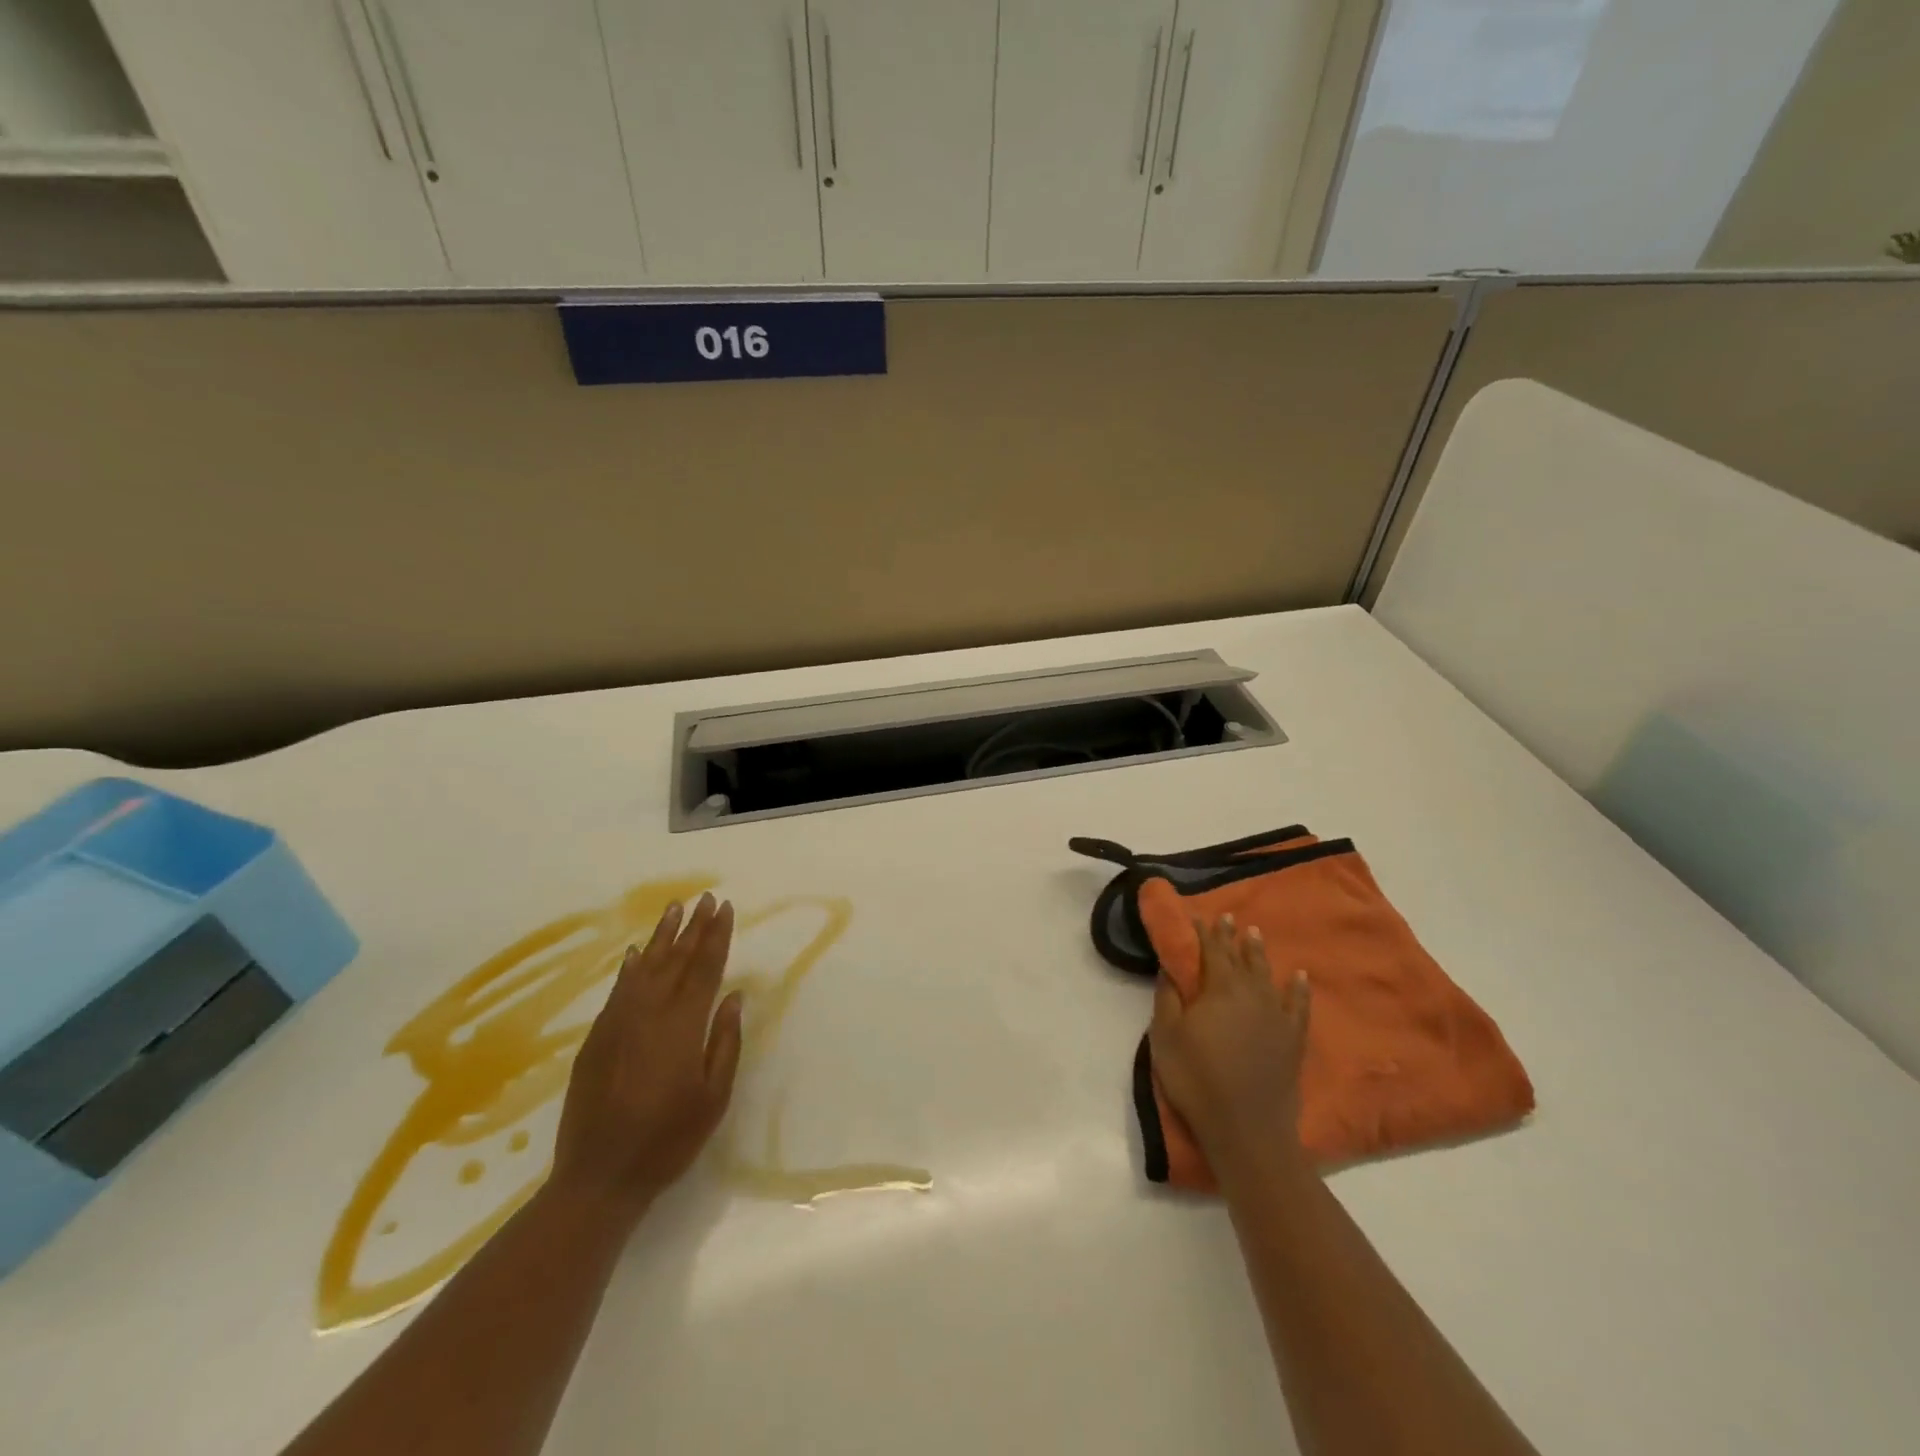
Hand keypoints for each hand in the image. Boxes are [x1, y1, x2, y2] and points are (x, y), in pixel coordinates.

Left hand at [550, 893, 744, 1224]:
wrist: (598, 1176)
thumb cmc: (668, 1140)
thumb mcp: (713, 1097)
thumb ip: (724, 1042)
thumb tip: (733, 996)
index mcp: (682, 1026)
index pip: (704, 968)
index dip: (716, 936)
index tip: (724, 907)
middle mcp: (649, 1013)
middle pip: (675, 960)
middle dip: (693, 927)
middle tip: (704, 898)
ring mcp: (618, 1023)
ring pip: (644, 968)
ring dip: (661, 937)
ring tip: (674, 908)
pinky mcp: (596, 1038)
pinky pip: (618, 990)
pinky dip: (630, 968)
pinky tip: (636, 954)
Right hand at [1149, 913, 1310, 1174]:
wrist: (1247, 1128)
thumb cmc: (1197, 1078)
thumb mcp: (1166, 1036)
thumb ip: (1167, 998)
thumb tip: (1170, 969)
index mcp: (1218, 988)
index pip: (1211, 951)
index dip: (1205, 932)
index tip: (1200, 916)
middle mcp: (1251, 993)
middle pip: (1240, 958)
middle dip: (1232, 936)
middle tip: (1230, 917)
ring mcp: (1276, 1016)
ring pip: (1267, 974)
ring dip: (1259, 953)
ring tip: (1255, 934)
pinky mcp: (1293, 1039)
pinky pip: (1298, 1005)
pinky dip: (1299, 989)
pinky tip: (1300, 976)